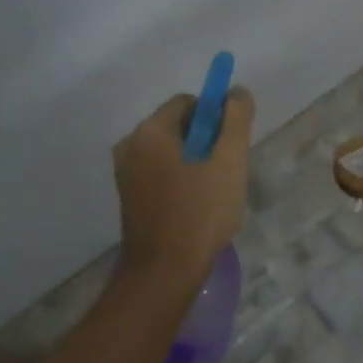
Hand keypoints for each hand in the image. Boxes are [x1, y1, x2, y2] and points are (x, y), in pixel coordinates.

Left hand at [112, 87, 254, 285]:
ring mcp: (125, 173)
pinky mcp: (128, 197)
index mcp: (150, 132)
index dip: (216, 117)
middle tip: (226, 171)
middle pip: (178, 126)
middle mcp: (130, 145)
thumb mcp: (229, 162)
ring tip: (214, 192)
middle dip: (206, 141)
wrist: (164, 271)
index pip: (189, 103)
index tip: (231, 145)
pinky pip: (159, 173)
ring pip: (170, 152)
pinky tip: (196, 206)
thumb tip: (237, 91)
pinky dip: (179, 179)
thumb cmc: (200, 212)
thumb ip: (236, 120)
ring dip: (195, 162)